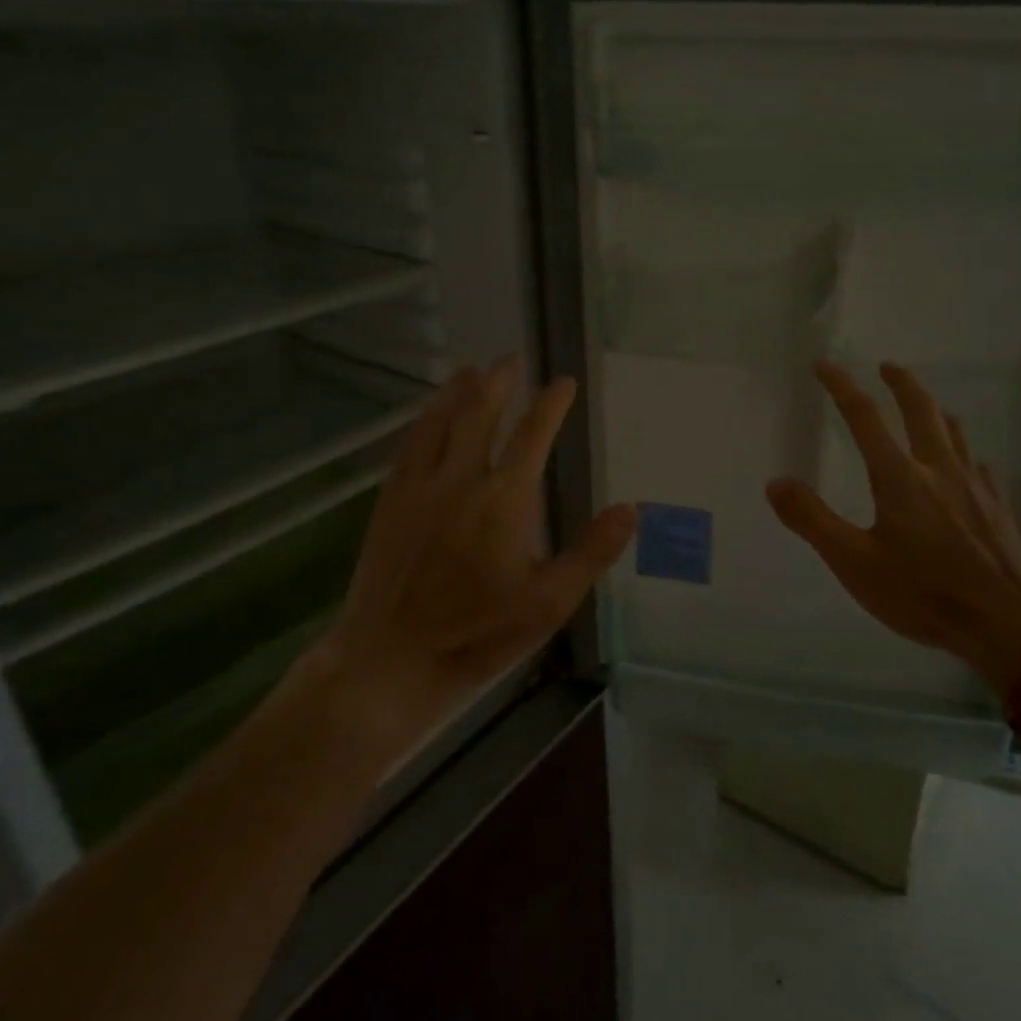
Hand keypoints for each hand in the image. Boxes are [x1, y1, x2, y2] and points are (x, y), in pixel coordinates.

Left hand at [309, 358, 637, 735]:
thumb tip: (631, 508)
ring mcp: (418, 489)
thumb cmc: (476, 634)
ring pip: (439, 423)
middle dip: (498, 382)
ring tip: (470, 370)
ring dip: (456, 393)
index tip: (565, 381)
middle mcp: (459, 481)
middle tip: (511, 358)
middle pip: (479, 415)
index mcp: (504, 500)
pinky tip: (427, 418)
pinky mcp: (389, 504)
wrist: (389, 662)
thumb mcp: (549, 603)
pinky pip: (409, 447)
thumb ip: (591, 552)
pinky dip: (423, 421)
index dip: (551, 404)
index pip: (533, 436)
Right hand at [766, 361, 1020, 696]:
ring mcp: (975, 485)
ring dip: (935, 409)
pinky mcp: (998, 506)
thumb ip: (812, 520)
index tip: (825, 365)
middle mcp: (939, 468)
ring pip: (954, 431)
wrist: (1006, 623)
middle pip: (920, 409)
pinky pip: (977, 463)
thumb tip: (775, 482)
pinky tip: (964, 466)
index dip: (842, 386)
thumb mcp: (854, 563)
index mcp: (900, 477)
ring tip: (926, 405)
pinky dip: (962, 451)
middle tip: (887, 366)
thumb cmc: (923, 593)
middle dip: (901, 383)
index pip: (864, 417)